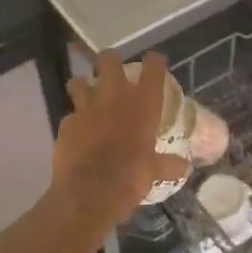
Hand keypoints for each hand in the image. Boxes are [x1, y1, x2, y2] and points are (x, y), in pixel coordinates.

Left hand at [54, 52, 190, 226]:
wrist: (89, 193)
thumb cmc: (131, 177)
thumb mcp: (155, 171)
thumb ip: (168, 164)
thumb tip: (185, 166)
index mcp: (142, 103)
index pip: (153, 68)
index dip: (155, 61)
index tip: (156, 61)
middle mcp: (114, 96)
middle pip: (109, 60)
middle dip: (111, 61)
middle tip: (114, 70)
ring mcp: (86, 107)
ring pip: (79, 81)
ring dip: (84, 86)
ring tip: (88, 95)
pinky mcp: (66, 124)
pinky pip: (70, 115)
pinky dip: (75, 121)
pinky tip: (78, 132)